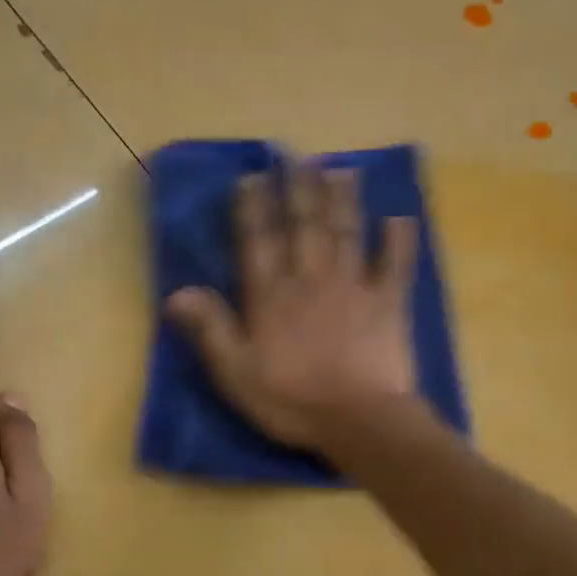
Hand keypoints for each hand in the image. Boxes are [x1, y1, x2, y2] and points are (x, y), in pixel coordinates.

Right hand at [165, 164, 419, 450]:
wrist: (359, 420)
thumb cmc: (292, 401)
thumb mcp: (236, 373)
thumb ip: (210, 329)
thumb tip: (177, 290)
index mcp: (271, 297)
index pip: (259, 242)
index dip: (254, 207)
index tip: (253, 176)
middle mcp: (311, 280)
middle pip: (304, 225)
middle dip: (299, 188)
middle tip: (298, 155)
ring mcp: (354, 287)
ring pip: (347, 233)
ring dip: (343, 199)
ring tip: (340, 168)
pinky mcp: (389, 304)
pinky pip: (396, 265)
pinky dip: (398, 240)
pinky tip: (399, 217)